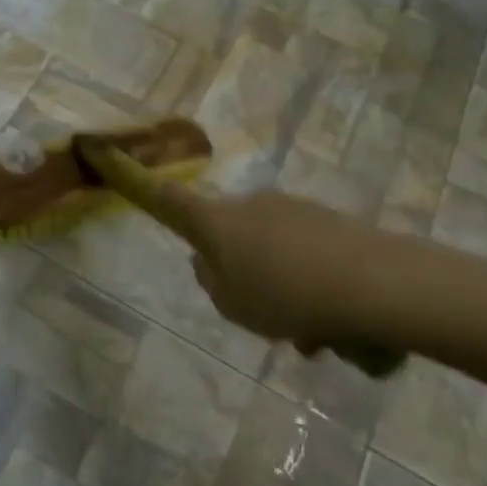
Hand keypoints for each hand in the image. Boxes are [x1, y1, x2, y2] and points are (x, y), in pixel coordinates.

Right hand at [79, 141, 405, 376]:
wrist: (380, 285)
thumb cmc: (288, 297)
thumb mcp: (234, 305)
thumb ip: (213, 283)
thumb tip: (209, 261)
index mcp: (218, 224)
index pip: (168, 200)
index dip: (137, 181)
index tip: (107, 149)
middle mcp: (252, 206)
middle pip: (232, 237)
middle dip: (245, 274)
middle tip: (268, 318)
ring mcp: (295, 210)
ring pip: (274, 253)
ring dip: (285, 290)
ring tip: (315, 336)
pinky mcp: (332, 221)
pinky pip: (308, 257)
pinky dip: (314, 286)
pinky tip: (339, 324)